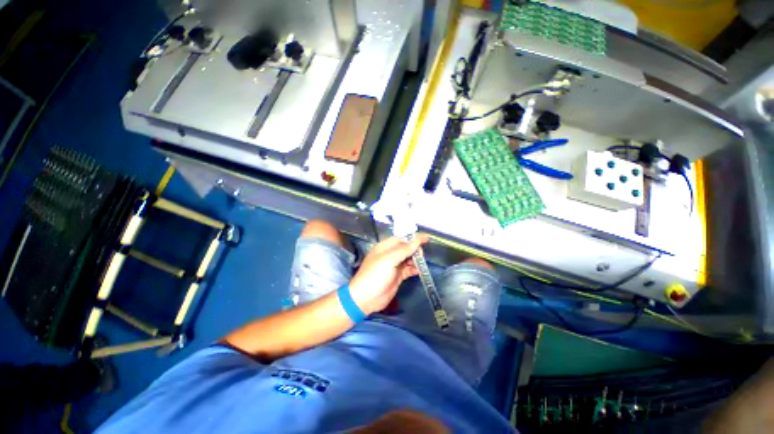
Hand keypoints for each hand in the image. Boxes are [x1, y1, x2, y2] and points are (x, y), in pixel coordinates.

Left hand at [349, 235, 429, 314]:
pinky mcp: (398, 276)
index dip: (412, 238)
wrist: (366, 298)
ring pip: (408, 259)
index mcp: (384, 247)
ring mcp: (394, 266)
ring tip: (421, 263)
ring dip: (416, 260)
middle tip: (421, 255)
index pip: (401, 239)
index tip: (426, 239)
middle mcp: (390, 255)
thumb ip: (404, 249)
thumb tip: (417, 240)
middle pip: (406, 248)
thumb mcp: (389, 259)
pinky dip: (415, 269)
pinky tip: (420, 271)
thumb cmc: (375, 275)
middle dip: (415, 250)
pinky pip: (409, 269)